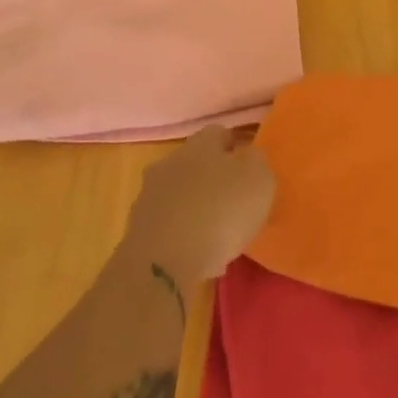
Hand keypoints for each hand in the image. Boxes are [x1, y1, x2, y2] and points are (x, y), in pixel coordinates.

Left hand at [123, 125, 274, 293]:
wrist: (164, 264)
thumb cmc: (220, 212)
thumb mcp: (258, 180)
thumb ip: (256, 162)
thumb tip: (248, 156)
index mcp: (199, 144)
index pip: (219, 133)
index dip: (236, 147)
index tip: (250, 168)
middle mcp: (169, 162)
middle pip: (195, 163)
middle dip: (213, 178)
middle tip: (235, 201)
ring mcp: (149, 196)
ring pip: (179, 194)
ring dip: (196, 207)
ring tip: (219, 233)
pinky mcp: (138, 230)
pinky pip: (168, 225)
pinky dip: (183, 235)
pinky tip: (200, 255)